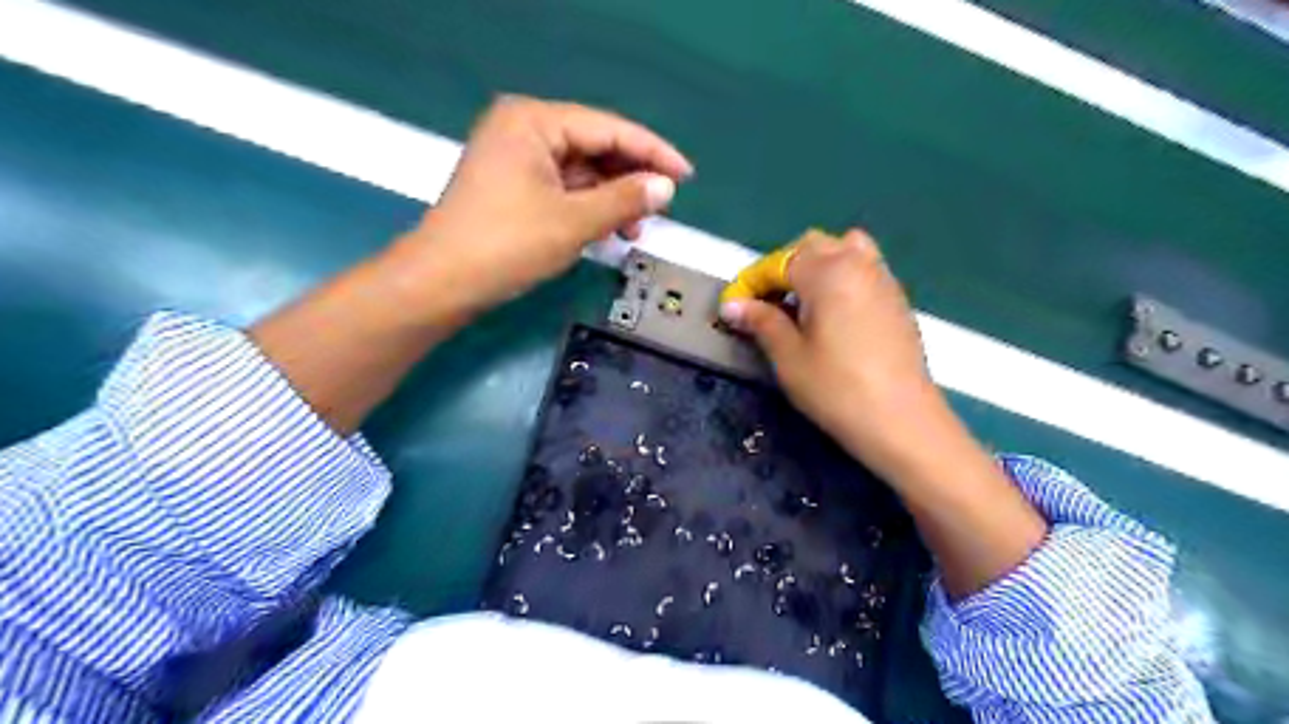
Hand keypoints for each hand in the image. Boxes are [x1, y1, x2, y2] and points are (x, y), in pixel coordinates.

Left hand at [394, 96, 693, 316]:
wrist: (442, 283)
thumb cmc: (507, 244)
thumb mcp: (573, 221)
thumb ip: (624, 200)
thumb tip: (666, 187)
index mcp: (533, 121)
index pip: (607, 128)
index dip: (652, 152)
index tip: (687, 175)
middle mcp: (523, 129)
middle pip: (594, 147)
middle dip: (629, 180)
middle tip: (662, 207)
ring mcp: (516, 158)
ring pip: (581, 172)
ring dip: (611, 199)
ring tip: (635, 229)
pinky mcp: (513, 186)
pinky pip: (563, 189)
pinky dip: (588, 208)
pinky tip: (608, 230)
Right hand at [721, 228, 943, 472]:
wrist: (901, 420)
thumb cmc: (837, 389)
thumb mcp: (789, 357)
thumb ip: (761, 322)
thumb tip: (732, 305)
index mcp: (827, 272)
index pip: (779, 262)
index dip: (752, 281)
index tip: (734, 307)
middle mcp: (857, 263)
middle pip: (813, 245)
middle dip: (784, 267)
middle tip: (767, 303)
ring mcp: (883, 279)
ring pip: (844, 250)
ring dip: (817, 266)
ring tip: (802, 302)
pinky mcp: (897, 299)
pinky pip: (864, 269)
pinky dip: (841, 277)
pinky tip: (833, 315)